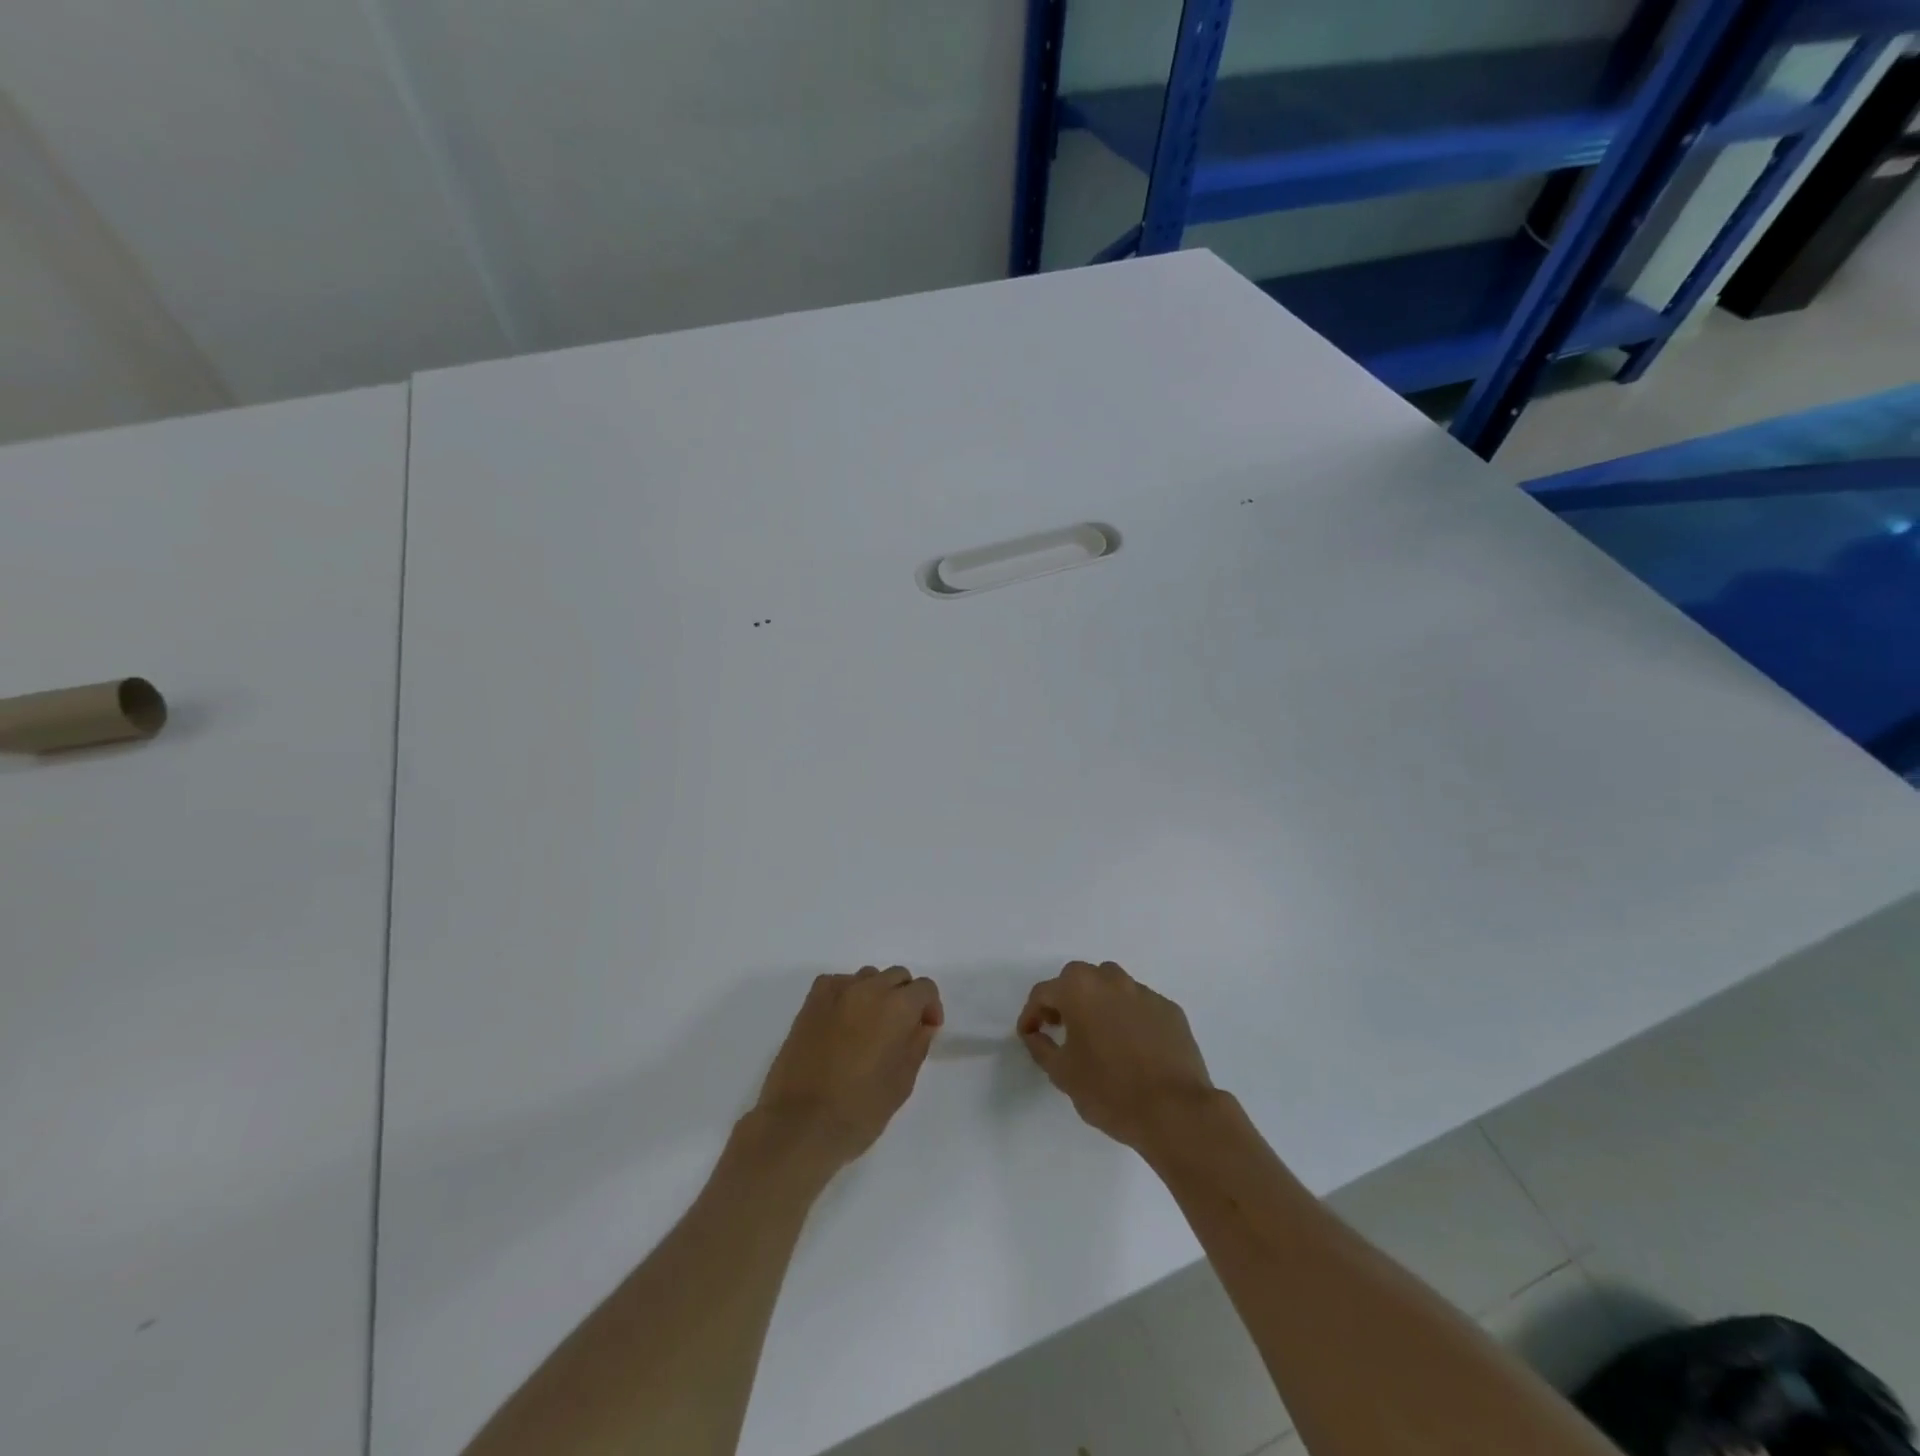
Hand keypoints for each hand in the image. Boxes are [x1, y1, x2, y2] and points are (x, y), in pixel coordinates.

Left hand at [753, 967, 943, 1168]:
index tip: (926, 1030)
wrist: (799, 1125)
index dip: (930, 1007)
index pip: (924, 988)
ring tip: (869, 1027)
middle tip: (900, 1030)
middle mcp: (868, 989)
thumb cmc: (859, 1111)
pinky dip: (847, 995)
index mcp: (896, 1007)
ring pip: (867, 977)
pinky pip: (838, 983)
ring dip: (876, 994)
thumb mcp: (902, 1083)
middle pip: (897, 976)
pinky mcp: (810, 1002)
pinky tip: (843, 1022)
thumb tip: (921, 1025)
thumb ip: (917, 1045)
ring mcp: (836, 992)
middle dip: (905, 997)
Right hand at [1018, 961, 1215, 1152]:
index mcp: (1079, 989)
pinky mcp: (1170, 1010)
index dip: (1031, 1014)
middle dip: (1065, 999)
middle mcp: (1111, 980)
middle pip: (1079, 979)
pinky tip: (1132, 1046)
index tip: (1029, 1035)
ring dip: (1098, 1002)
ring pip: (1112, 986)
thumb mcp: (1062, 1074)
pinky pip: (1140, 1005)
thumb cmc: (1109, 1091)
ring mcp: (1144, 993)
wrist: (1175, 1111)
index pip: (1044, 992)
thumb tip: (1035, 1034)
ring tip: (1098, 1034)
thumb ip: (1041, 1047)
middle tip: (1061, 1028)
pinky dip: (1129, 1017)